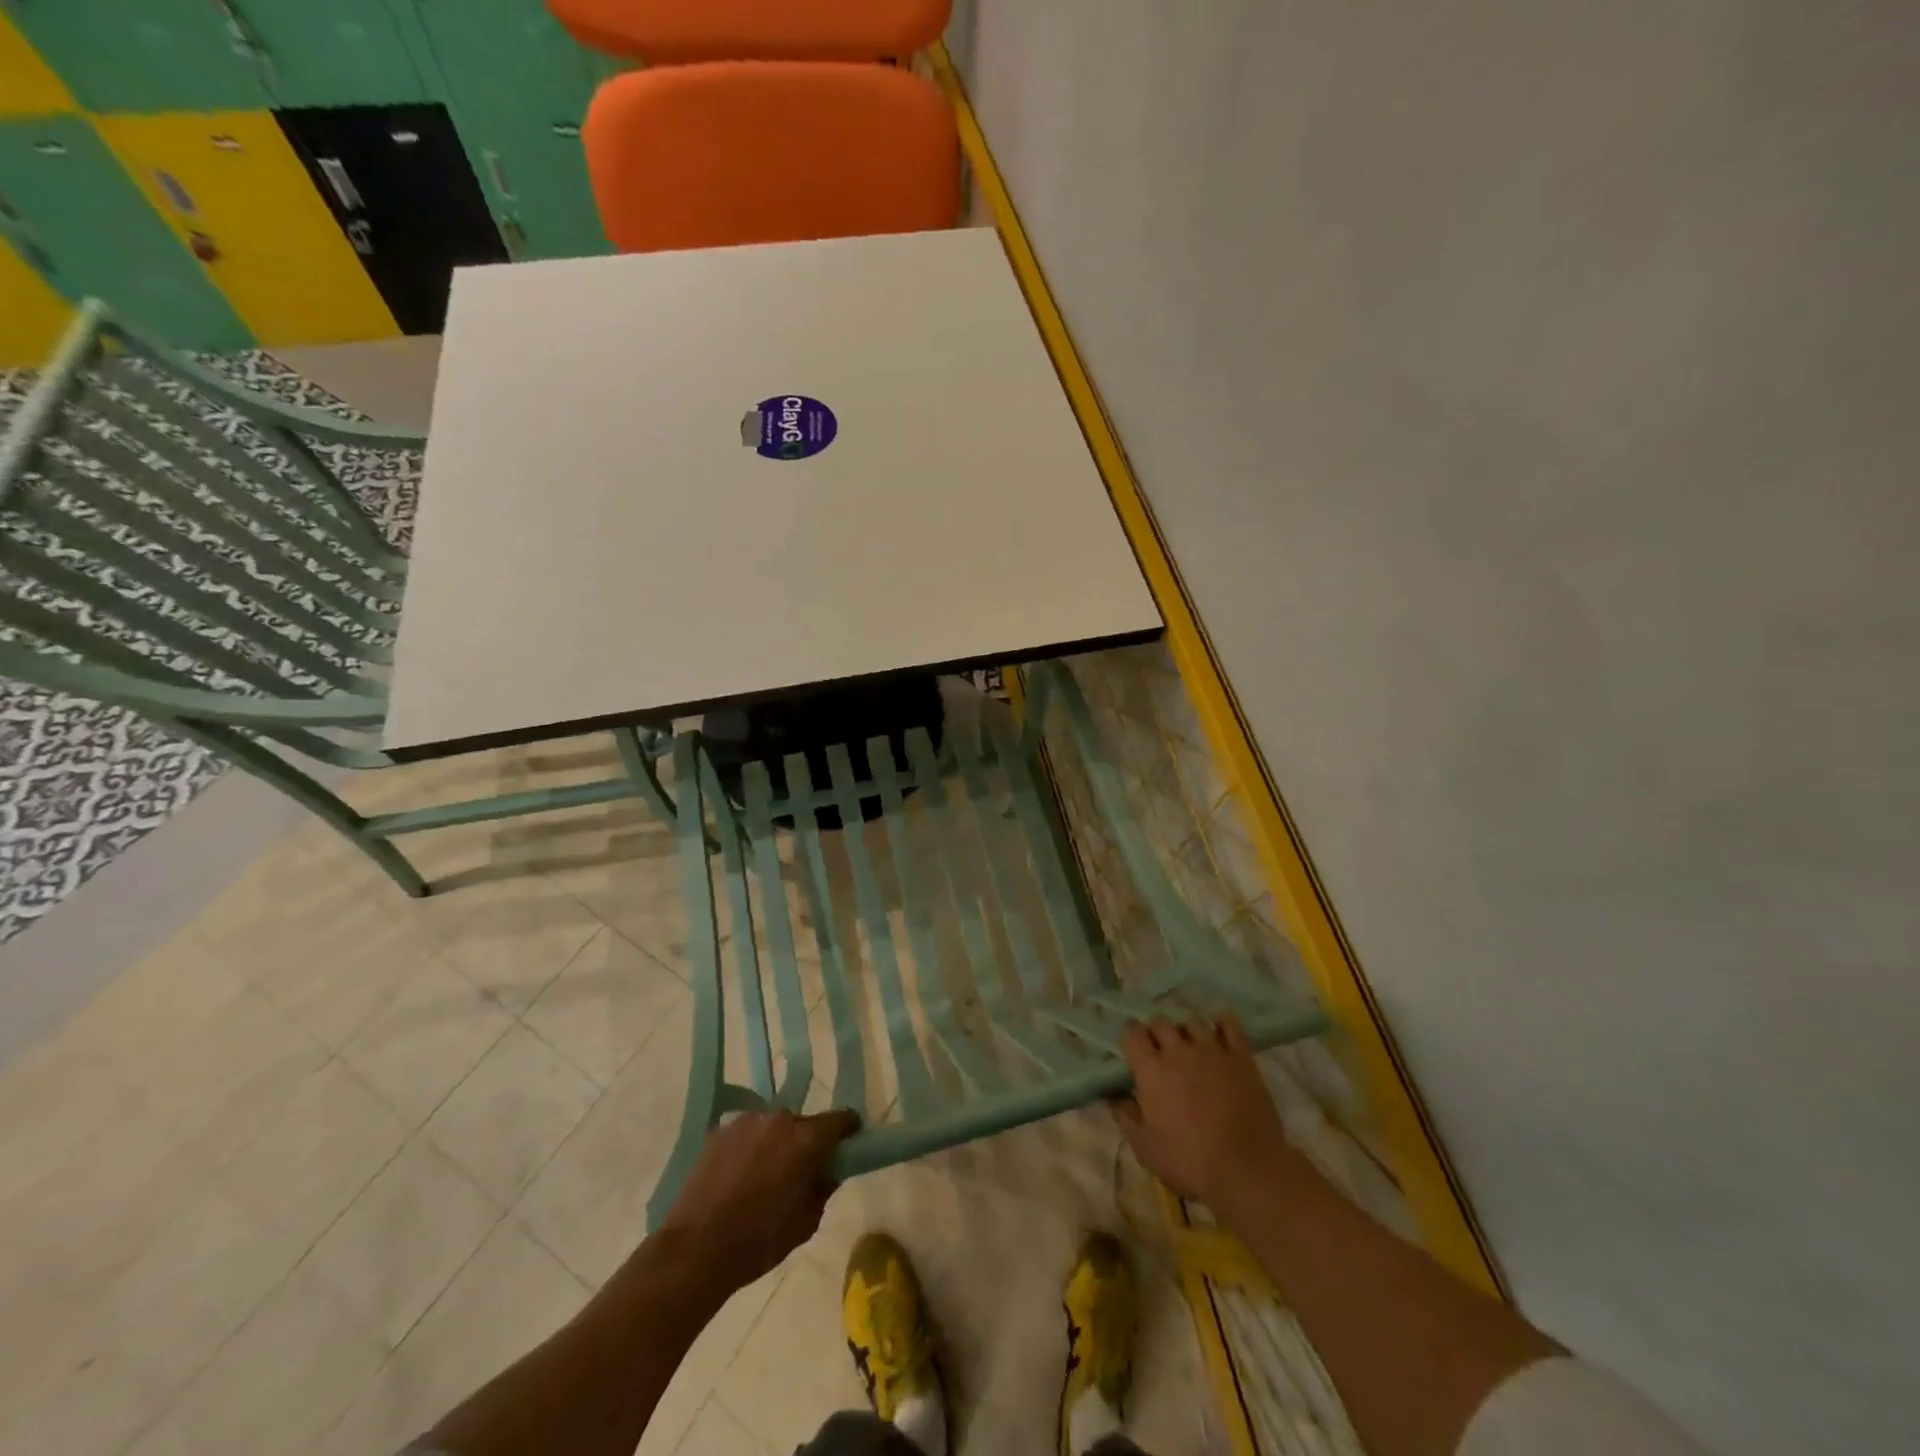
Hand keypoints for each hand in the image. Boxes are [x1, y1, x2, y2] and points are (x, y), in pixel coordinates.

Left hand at [658, 1107, 861, 1288]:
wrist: (695, 1249)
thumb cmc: (758, 1241)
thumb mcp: (805, 1223)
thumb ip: (824, 1190)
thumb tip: (828, 1173)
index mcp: (806, 1139)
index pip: (841, 1119)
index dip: (848, 1131)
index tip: (849, 1144)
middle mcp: (779, 1119)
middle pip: (804, 1124)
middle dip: (807, 1142)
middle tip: (800, 1171)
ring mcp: (746, 1121)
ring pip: (773, 1127)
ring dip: (776, 1143)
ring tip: (764, 1176)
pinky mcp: (719, 1131)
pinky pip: (746, 1134)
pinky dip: (749, 1148)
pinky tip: (738, 1177)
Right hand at [1113, 1013, 1293, 1216]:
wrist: (1247, 1169)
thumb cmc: (1189, 1162)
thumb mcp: (1145, 1149)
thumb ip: (1126, 1117)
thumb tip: (1114, 1096)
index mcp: (1151, 1069)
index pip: (1132, 1033)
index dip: (1131, 1037)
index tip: (1133, 1050)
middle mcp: (1178, 1051)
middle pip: (1161, 1022)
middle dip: (1156, 1033)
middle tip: (1160, 1052)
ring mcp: (1212, 1050)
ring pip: (1192, 1022)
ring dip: (1186, 1032)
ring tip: (1190, 1048)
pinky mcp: (1241, 1057)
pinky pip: (1229, 1025)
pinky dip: (1221, 1023)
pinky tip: (1218, 1031)